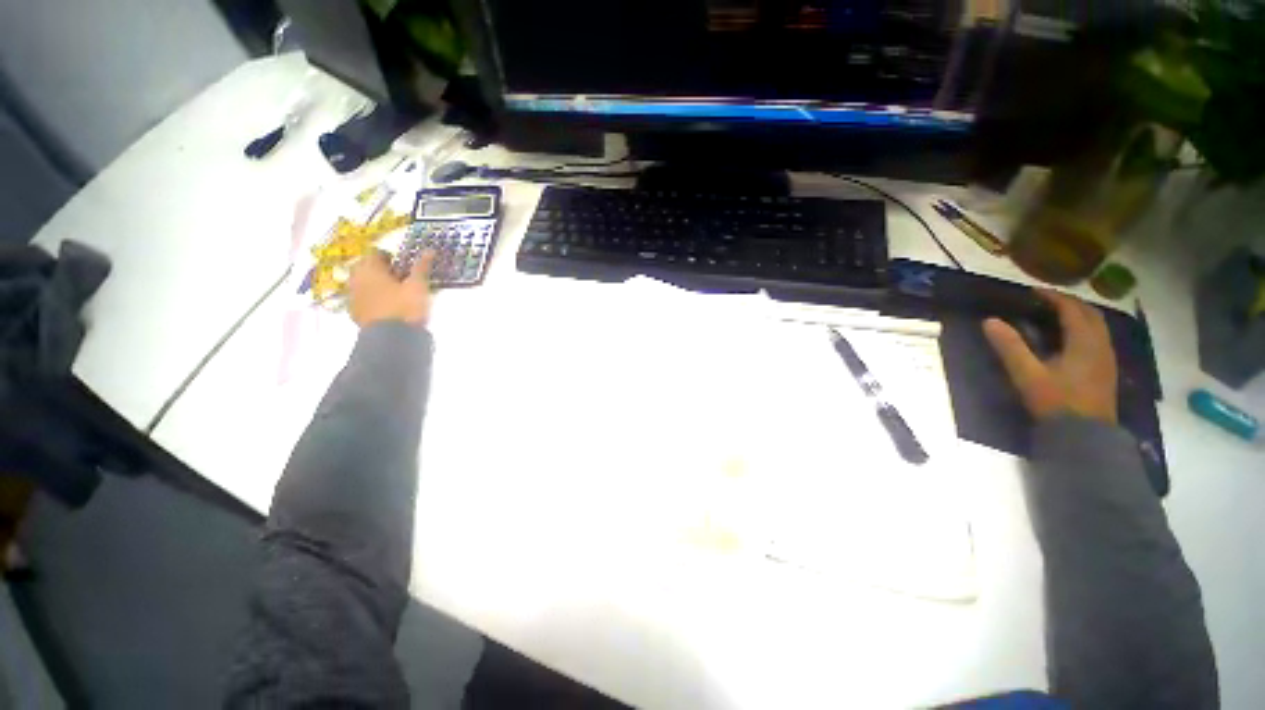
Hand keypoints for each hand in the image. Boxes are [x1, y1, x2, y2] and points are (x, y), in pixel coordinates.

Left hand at [348, 250, 434, 326]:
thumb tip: (429, 249)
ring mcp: (353, 297)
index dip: (391, 257)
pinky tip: (388, 308)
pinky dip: (373, 299)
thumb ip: (421, 267)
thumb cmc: (405, 307)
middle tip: (401, 279)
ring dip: (376, 285)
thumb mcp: (418, 286)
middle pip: (366, 267)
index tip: (404, 266)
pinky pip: (363, 299)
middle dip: (381, 270)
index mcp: (369, 268)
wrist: (392, 338)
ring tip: (395, 294)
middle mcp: (355, 279)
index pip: (375, 253)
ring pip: (363, 284)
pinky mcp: (355, 313)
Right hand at [983, 289, 1117, 423]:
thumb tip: (989, 321)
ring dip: (1079, 316)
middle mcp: (1100, 345)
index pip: (1071, 309)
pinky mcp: (1105, 372)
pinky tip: (1070, 340)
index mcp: (1084, 342)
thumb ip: (1010, 347)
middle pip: (1090, 314)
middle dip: (1069, 303)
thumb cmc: (1057, 402)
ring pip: (1098, 327)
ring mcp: (1106, 359)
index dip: (1052, 297)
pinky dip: (1085, 330)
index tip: (1031, 291)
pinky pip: (1098, 339)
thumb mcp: (1028, 375)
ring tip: (1057, 316)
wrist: (1085, 437)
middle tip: (1046, 301)